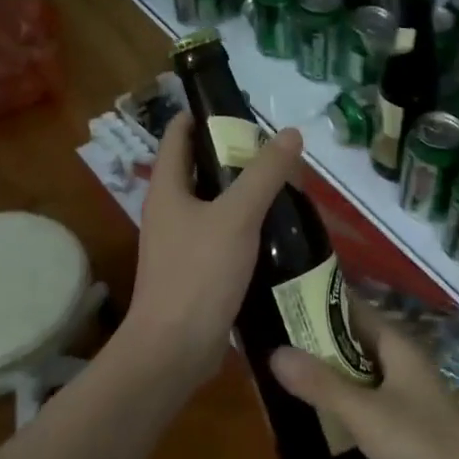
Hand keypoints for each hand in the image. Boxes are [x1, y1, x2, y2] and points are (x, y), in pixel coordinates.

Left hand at [118, 112, 303, 387]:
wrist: (175, 348)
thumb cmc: (199, 274)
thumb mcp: (237, 217)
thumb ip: (265, 174)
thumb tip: (290, 133)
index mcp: (167, 188)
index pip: (178, 134)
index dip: (204, 115)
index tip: (241, 110)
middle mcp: (169, 211)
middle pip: (200, 169)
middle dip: (235, 157)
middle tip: (277, 153)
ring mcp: (181, 244)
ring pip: (215, 206)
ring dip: (244, 195)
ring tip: (286, 189)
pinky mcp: (196, 272)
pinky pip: (223, 238)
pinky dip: (246, 229)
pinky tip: (277, 234)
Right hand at [271, 303, 458, 458]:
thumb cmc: (421, 444)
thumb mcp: (364, 413)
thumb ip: (321, 384)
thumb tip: (274, 352)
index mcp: (397, 345)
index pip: (353, 308)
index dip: (319, 303)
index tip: (280, 301)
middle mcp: (402, 360)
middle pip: (354, 339)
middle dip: (317, 339)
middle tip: (270, 341)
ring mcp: (407, 390)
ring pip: (360, 370)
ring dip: (328, 370)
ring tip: (284, 374)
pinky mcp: (407, 419)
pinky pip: (367, 396)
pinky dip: (343, 397)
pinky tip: (318, 411)